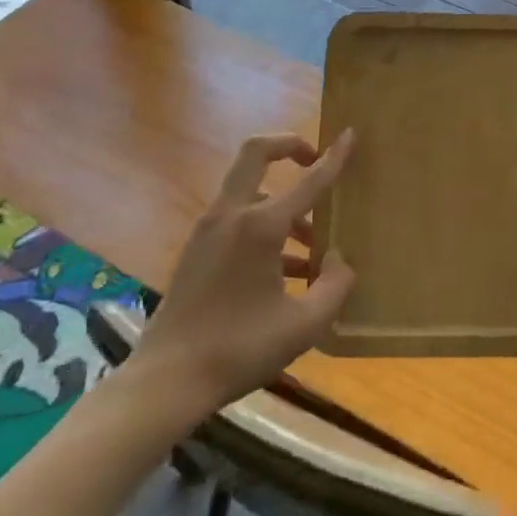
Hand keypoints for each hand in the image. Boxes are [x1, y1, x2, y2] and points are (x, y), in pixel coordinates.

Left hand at [129, 132, 355, 413]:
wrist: (166, 381)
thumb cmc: (239, 348)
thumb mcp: (303, 325)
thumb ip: (334, 286)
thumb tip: (338, 258)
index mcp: (261, 226)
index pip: (308, 180)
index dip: (334, 157)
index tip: (350, 135)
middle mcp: (232, 215)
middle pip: (256, 153)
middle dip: (288, 146)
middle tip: (314, 159)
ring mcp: (209, 229)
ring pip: (250, 191)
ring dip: (283, 203)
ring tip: (313, 246)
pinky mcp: (197, 249)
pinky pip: (238, 218)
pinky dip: (264, 227)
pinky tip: (286, 271)